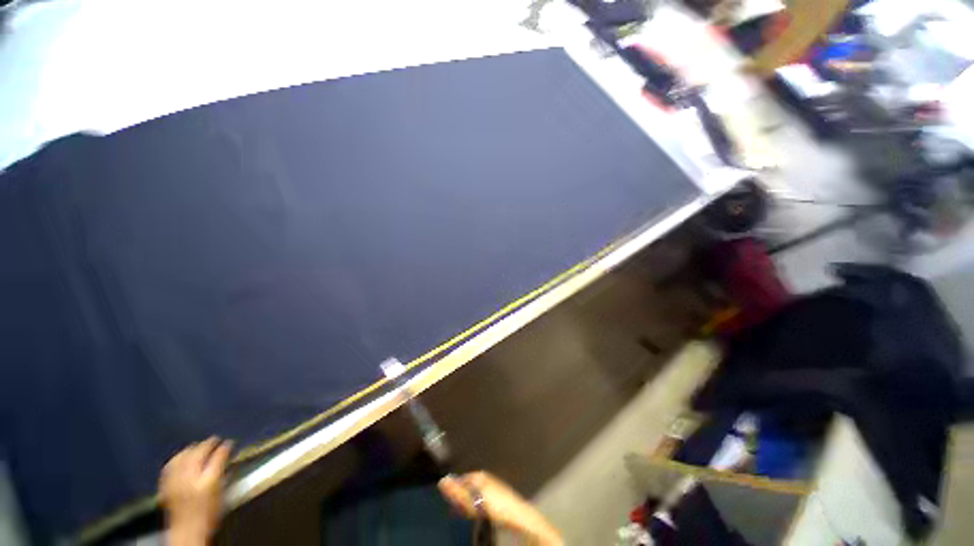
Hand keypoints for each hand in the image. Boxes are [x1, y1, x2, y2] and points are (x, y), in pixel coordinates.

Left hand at [160, 437, 232, 545]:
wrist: (187, 530)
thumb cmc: (210, 513)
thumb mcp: (221, 493)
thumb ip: (222, 473)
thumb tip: (226, 457)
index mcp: (208, 481)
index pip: (218, 457)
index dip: (224, 448)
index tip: (229, 442)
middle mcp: (190, 478)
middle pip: (198, 453)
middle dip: (207, 444)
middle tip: (214, 440)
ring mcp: (175, 481)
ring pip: (182, 457)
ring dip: (191, 449)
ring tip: (197, 445)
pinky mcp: (165, 485)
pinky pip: (170, 466)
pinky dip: (176, 458)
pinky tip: (180, 456)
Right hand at [438, 471, 562, 545]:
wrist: (518, 515)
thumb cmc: (495, 505)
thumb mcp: (474, 501)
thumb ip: (458, 492)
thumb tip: (442, 481)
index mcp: (479, 475)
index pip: (461, 480)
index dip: (454, 491)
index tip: (449, 503)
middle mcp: (485, 477)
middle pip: (468, 486)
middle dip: (461, 497)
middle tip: (456, 510)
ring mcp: (493, 485)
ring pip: (475, 493)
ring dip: (468, 503)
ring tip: (465, 513)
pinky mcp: (498, 495)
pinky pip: (482, 498)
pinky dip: (477, 505)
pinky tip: (477, 513)